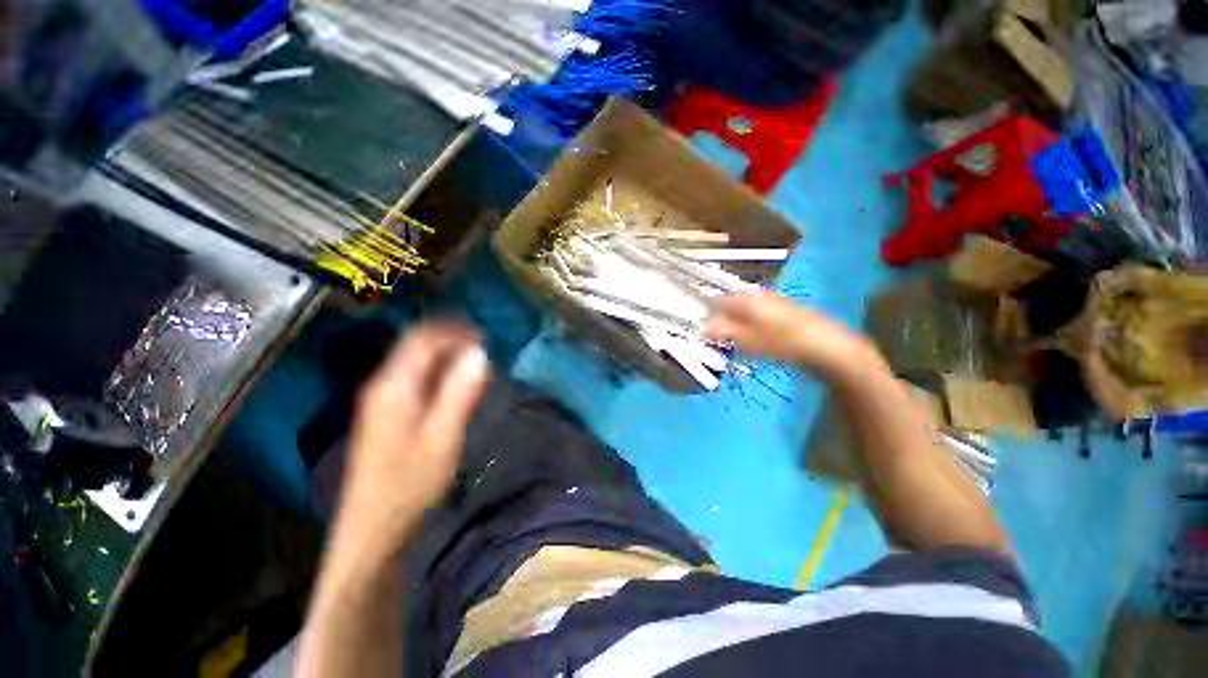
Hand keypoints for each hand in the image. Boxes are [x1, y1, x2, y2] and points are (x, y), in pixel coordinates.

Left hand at [335, 323, 489, 556]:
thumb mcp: (443, 436)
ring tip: (476, 367)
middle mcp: (382, 385)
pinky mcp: (385, 413)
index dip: (454, 331)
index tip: (484, 336)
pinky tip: (456, 388)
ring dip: (447, 358)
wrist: (374, 526)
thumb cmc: (410, 483)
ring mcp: (380, 399)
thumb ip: (460, 391)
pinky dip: (439, 375)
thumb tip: (479, 353)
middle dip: (451, 341)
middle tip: (484, 350)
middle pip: (416, 346)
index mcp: (393, 387)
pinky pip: (415, 380)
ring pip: (416, 363)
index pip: (422, 339)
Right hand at [704, 290, 882, 378]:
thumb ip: (722, 331)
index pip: (715, 300)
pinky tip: (754, 340)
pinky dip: (749, 325)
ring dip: (734, 324)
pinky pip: (756, 315)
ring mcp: (771, 299)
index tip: (699, 329)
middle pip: (729, 304)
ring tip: (733, 342)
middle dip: (719, 320)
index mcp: (746, 297)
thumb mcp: (748, 340)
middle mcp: (757, 293)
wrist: (828, 345)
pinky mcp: (782, 309)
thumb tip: (701, 325)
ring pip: (742, 310)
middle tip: (716, 340)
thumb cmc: (783, 342)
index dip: (705, 313)